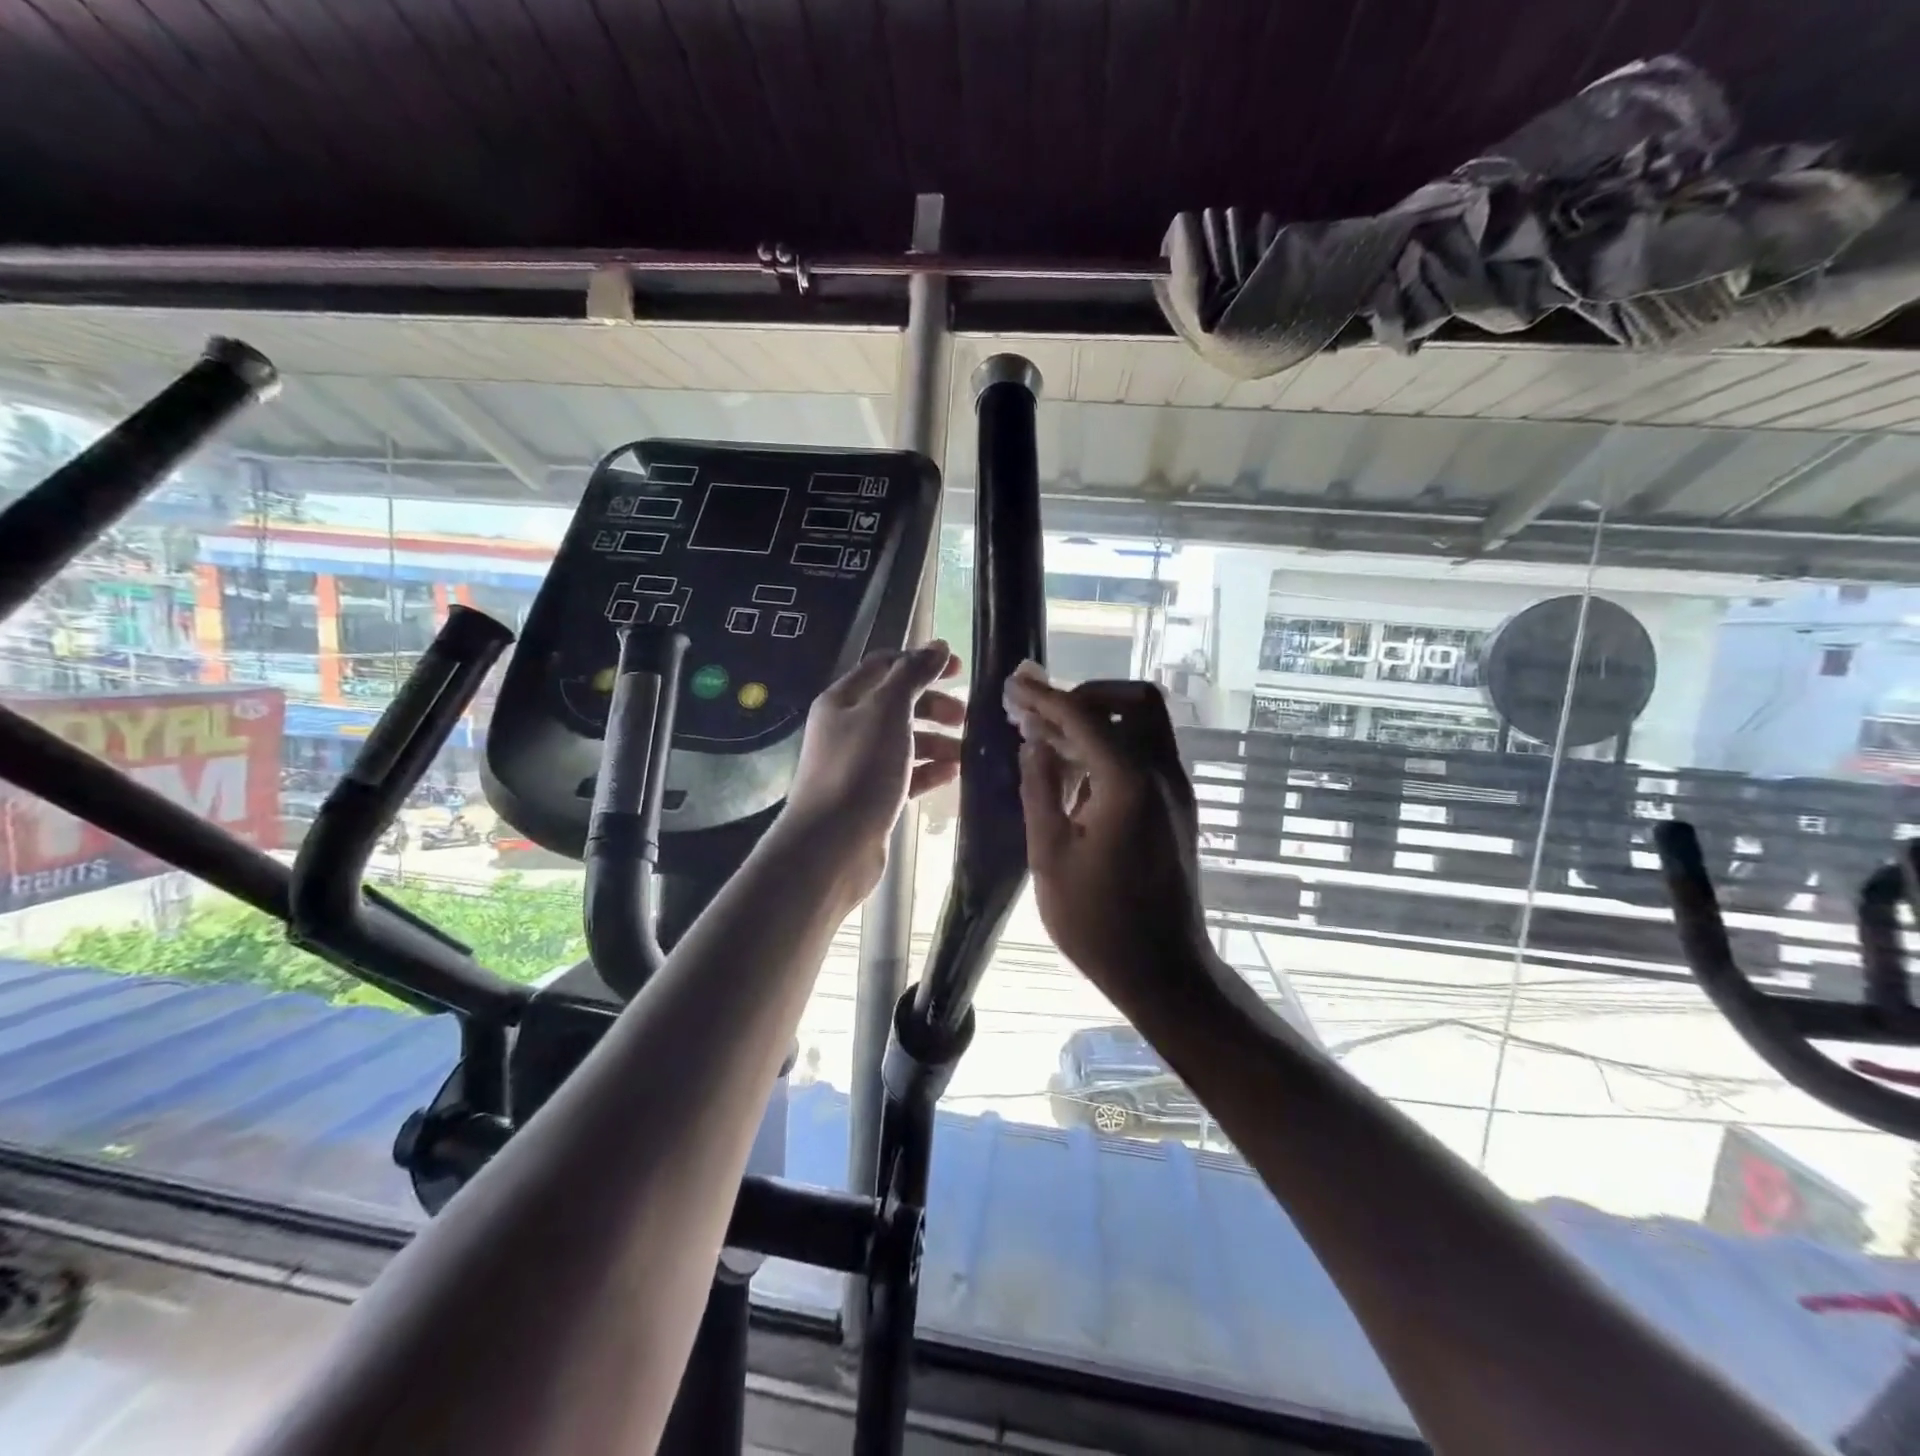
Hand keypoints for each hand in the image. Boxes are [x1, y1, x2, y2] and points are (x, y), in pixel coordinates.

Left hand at [780, 641, 963, 892]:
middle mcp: (847, 728)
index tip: (960, 669)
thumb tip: (936, 646)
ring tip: (965, 751)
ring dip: (936, 740)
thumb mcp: (888, 711)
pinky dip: (928, 770)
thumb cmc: (860, 769)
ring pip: (903, 741)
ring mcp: (858, 765)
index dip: (922, 662)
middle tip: (965, 716)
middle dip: (933, 705)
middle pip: (896, 704)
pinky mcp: (870, 798)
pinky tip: (952, 774)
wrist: (831, 846)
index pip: (885, 666)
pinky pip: (905, 775)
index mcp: (843, 700)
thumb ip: (913, 675)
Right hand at [1007, 673, 1218, 1010]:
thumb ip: (1040, 790)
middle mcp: (1163, 774)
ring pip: (1145, 725)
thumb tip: (1034, 743)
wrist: (1163, 970)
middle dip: (1085, 697)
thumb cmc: (1098, 922)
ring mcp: (1177, 790)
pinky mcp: (1178, 807)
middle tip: (1040, 713)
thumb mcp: (1050, 856)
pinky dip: (1113, 745)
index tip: (1014, 685)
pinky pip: (1147, 753)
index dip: (1045, 698)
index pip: (1084, 717)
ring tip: (1048, 738)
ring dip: (1098, 720)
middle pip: (1134, 701)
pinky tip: (1075, 772)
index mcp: (1129, 783)